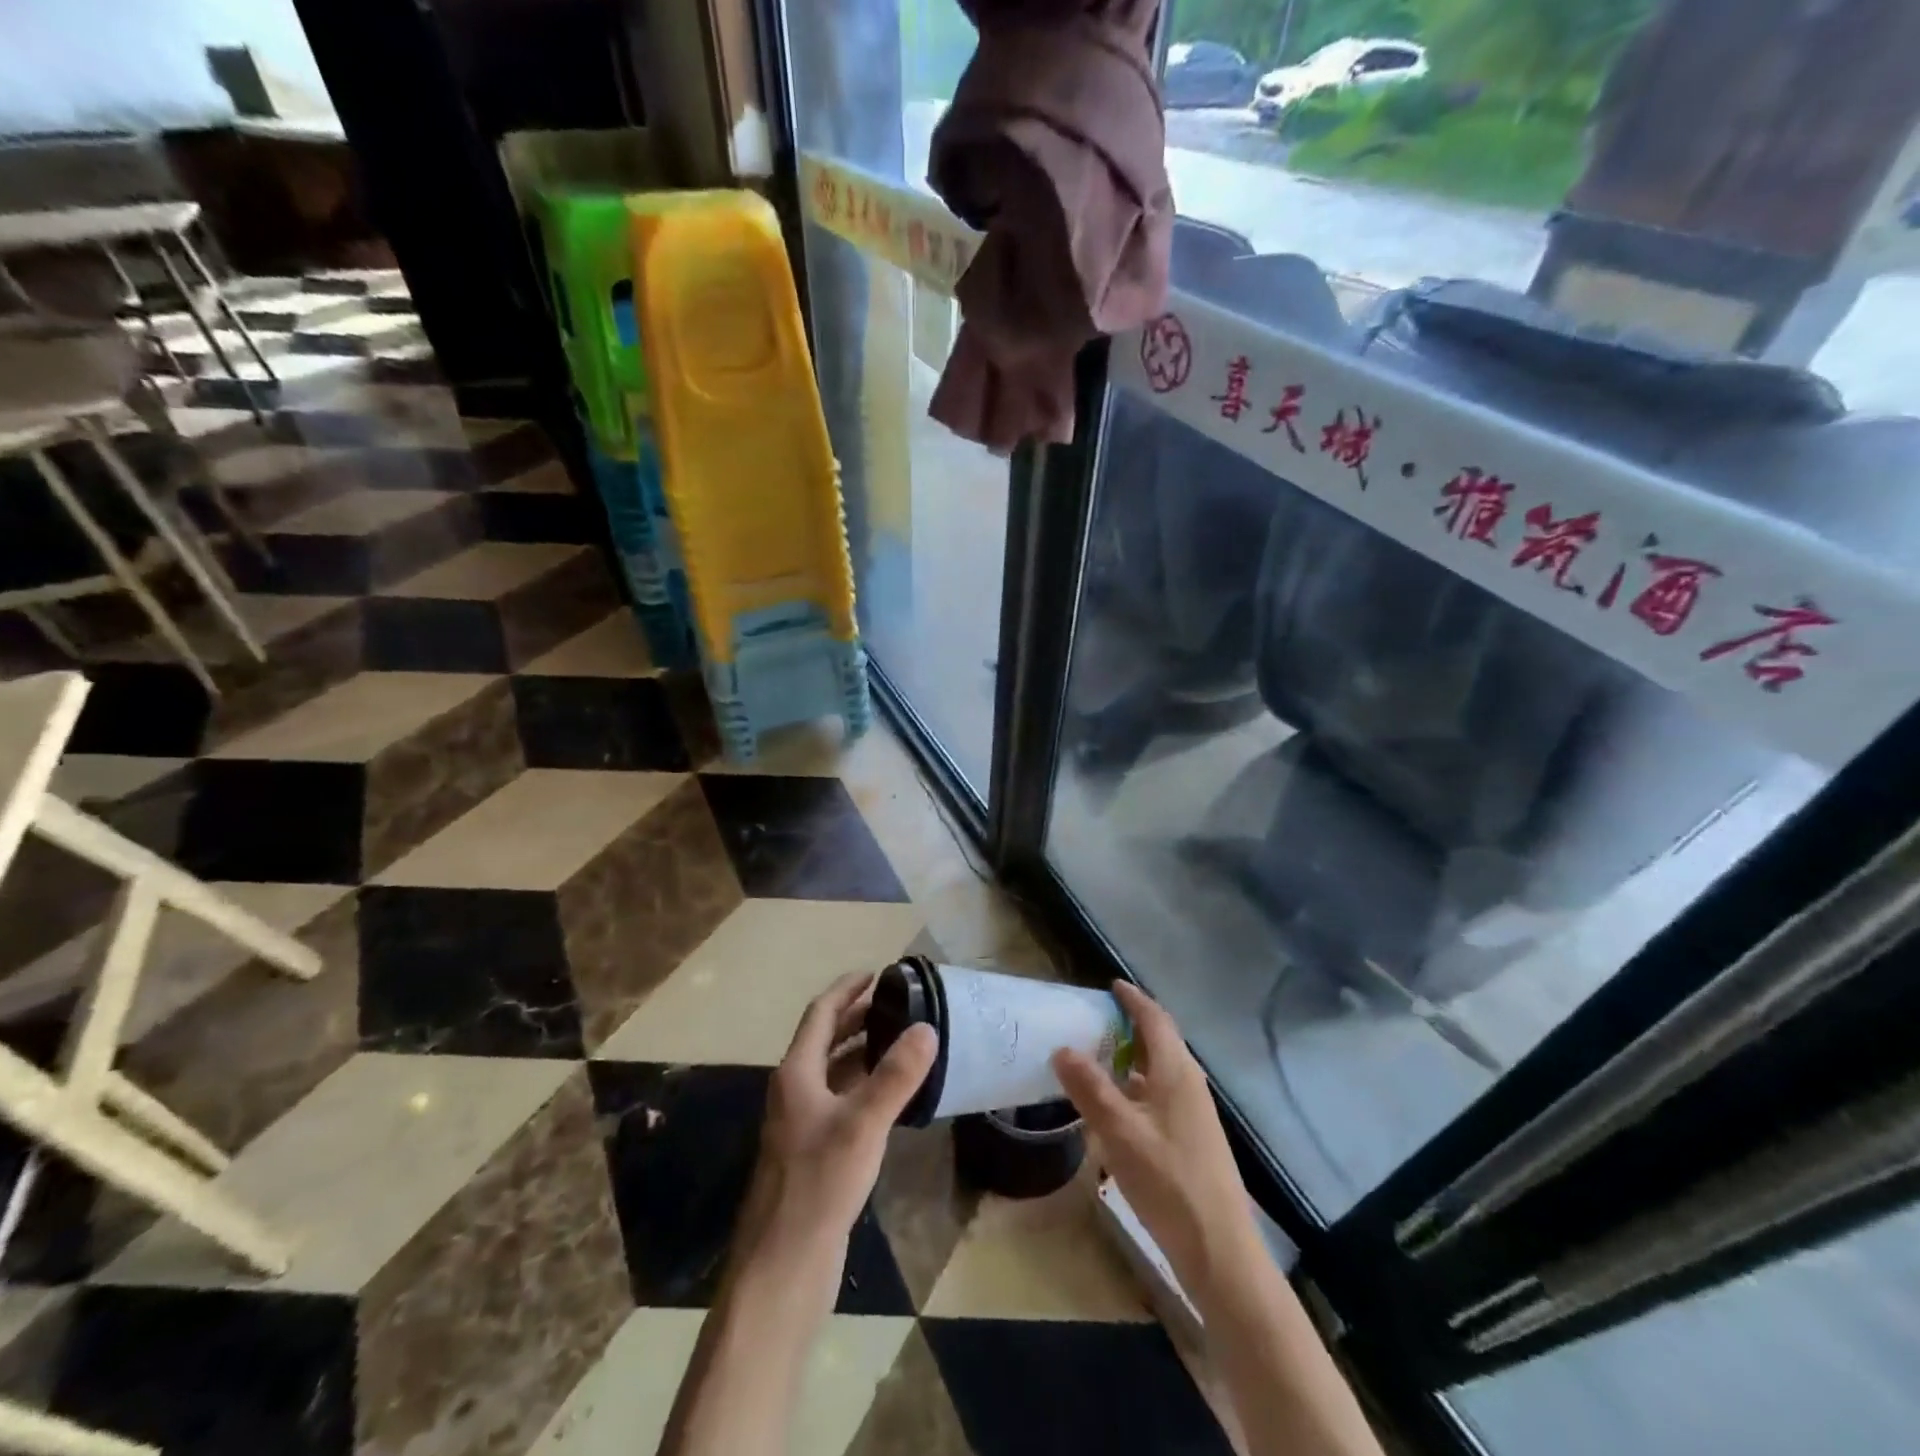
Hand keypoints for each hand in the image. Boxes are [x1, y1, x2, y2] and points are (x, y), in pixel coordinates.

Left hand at [728, 972, 937, 1310]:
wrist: (782, 1267)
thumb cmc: (818, 1185)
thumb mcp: (862, 1124)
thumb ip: (895, 1076)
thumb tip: (927, 1028)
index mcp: (796, 1074)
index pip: (821, 1014)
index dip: (847, 990)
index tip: (877, 973)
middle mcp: (795, 1092)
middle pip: (825, 1040)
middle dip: (857, 1017)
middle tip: (897, 1003)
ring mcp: (802, 1124)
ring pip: (834, 1072)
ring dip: (862, 1051)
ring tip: (901, 1040)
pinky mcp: (814, 1154)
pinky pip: (841, 1102)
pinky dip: (864, 1086)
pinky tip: (892, 1096)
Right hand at [1052, 982, 1256, 1293]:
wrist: (1220, 1251)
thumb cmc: (1169, 1182)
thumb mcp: (1120, 1132)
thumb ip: (1090, 1088)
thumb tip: (1062, 1047)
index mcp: (1177, 1072)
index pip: (1155, 1019)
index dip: (1133, 999)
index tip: (1110, 985)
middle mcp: (1189, 1084)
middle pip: (1161, 1041)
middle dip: (1131, 1025)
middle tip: (1095, 1019)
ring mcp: (1194, 1113)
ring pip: (1160, 1070)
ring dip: (1132, 1057)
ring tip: (1098, 1057)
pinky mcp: (1192, 1139)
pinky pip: (1161, 1094)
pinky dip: (1137, 1086)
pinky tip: (1116, 1107)